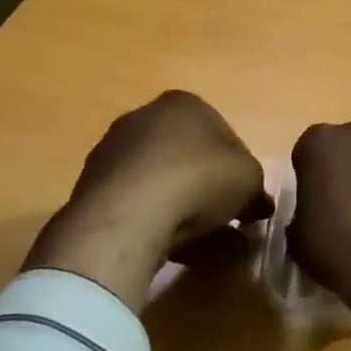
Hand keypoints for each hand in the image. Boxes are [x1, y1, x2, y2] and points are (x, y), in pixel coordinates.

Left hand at [26, 91, 270, 311]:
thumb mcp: (250, 179)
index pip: (223, 134)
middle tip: (228, 219)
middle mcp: (145, 117)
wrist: (130, 212)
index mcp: (184, 104)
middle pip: (190, 156)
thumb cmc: (200, 178)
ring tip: (204, 243)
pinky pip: (138, 203)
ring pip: (163, 182)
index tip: (248, 198)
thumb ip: (256, 187)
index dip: (240, 169)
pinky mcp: (93, 186)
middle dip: (210, 188)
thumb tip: (257, 204)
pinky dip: (156, 220)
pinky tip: (173, 246)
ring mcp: (114, 151)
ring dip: (184, 208)